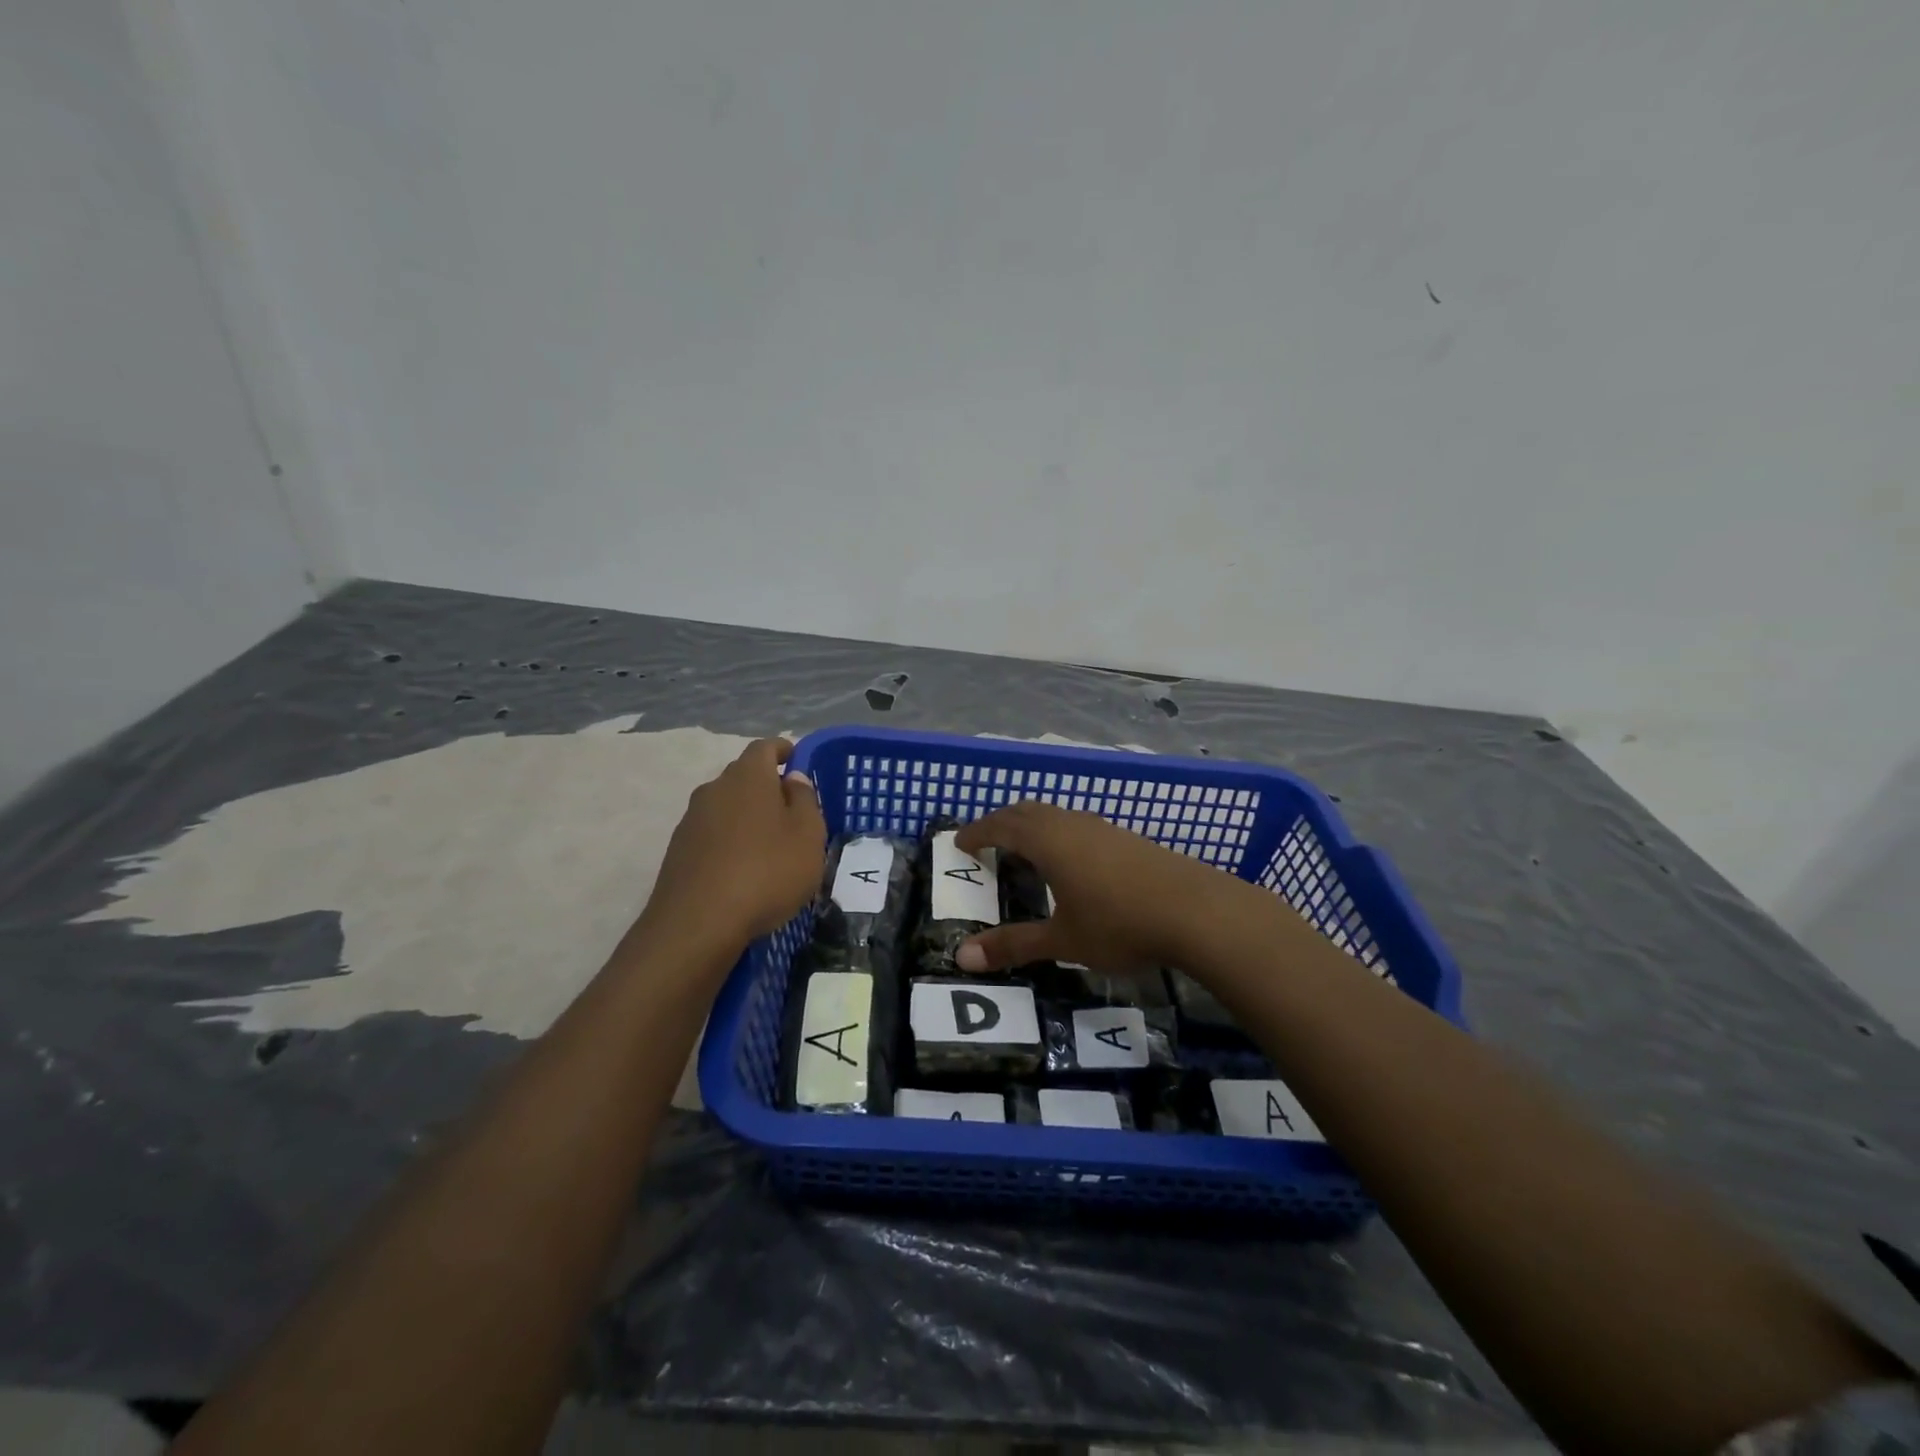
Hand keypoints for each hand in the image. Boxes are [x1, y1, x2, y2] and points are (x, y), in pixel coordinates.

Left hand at [644, 738, 826, 949]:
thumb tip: (792, 779)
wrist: (697, 924)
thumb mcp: (807, 836)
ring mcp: (691, 820)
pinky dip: (730, 841)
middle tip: (791, 810)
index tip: (797, 760)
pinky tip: (744, 868)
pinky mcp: (679, 851)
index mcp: (748, 777)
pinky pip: (712, 833)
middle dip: (767, 786)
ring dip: (747, 816)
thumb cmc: (767, 872)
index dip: (783, 750)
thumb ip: (804, 800)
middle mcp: (714, 789)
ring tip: (769, 844)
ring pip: (726, 806)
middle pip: (743, 776)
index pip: (765, 747)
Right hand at [953, 800, 1239, 972]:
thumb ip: (1014, 945)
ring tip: (1023, 848)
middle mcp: (1072, 824)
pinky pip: (1078, 825)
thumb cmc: (1120, 924)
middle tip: (985, 840)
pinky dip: (1058, 833)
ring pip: (1056, 815)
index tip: (958, 841)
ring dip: (1032, 825)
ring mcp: (1103, 828)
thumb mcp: (1063, 940)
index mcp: (1049, 841)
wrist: (1197, 911)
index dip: (977, 832)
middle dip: (1001, 822)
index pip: (1002, 826)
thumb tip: (962, 957)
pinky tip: (1071, 860)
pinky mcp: (1127, 839)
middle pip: (1027, 811)